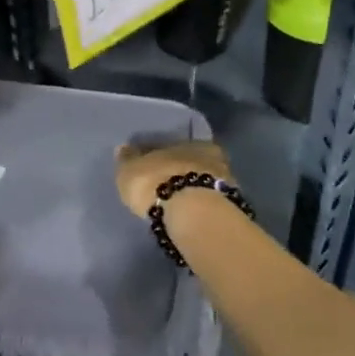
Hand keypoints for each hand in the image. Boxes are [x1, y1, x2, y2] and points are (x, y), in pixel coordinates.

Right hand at [114, 140, 233, 218]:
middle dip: (179, 171)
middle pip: (191, 162)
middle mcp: (209, 154)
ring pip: (204, 181)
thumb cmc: (158, 184)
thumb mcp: (131, 171)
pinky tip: (191, 216)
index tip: (150, 165)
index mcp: (187, 140)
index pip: (170, 144)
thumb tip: (124, 148)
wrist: (195, 214)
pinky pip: (210, 202)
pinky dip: (201, 207)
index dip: (158, 154)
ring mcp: (224, 181)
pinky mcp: (230, 206)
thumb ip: (128, 159)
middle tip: (166, 185)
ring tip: (178, 204)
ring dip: (193, 190)